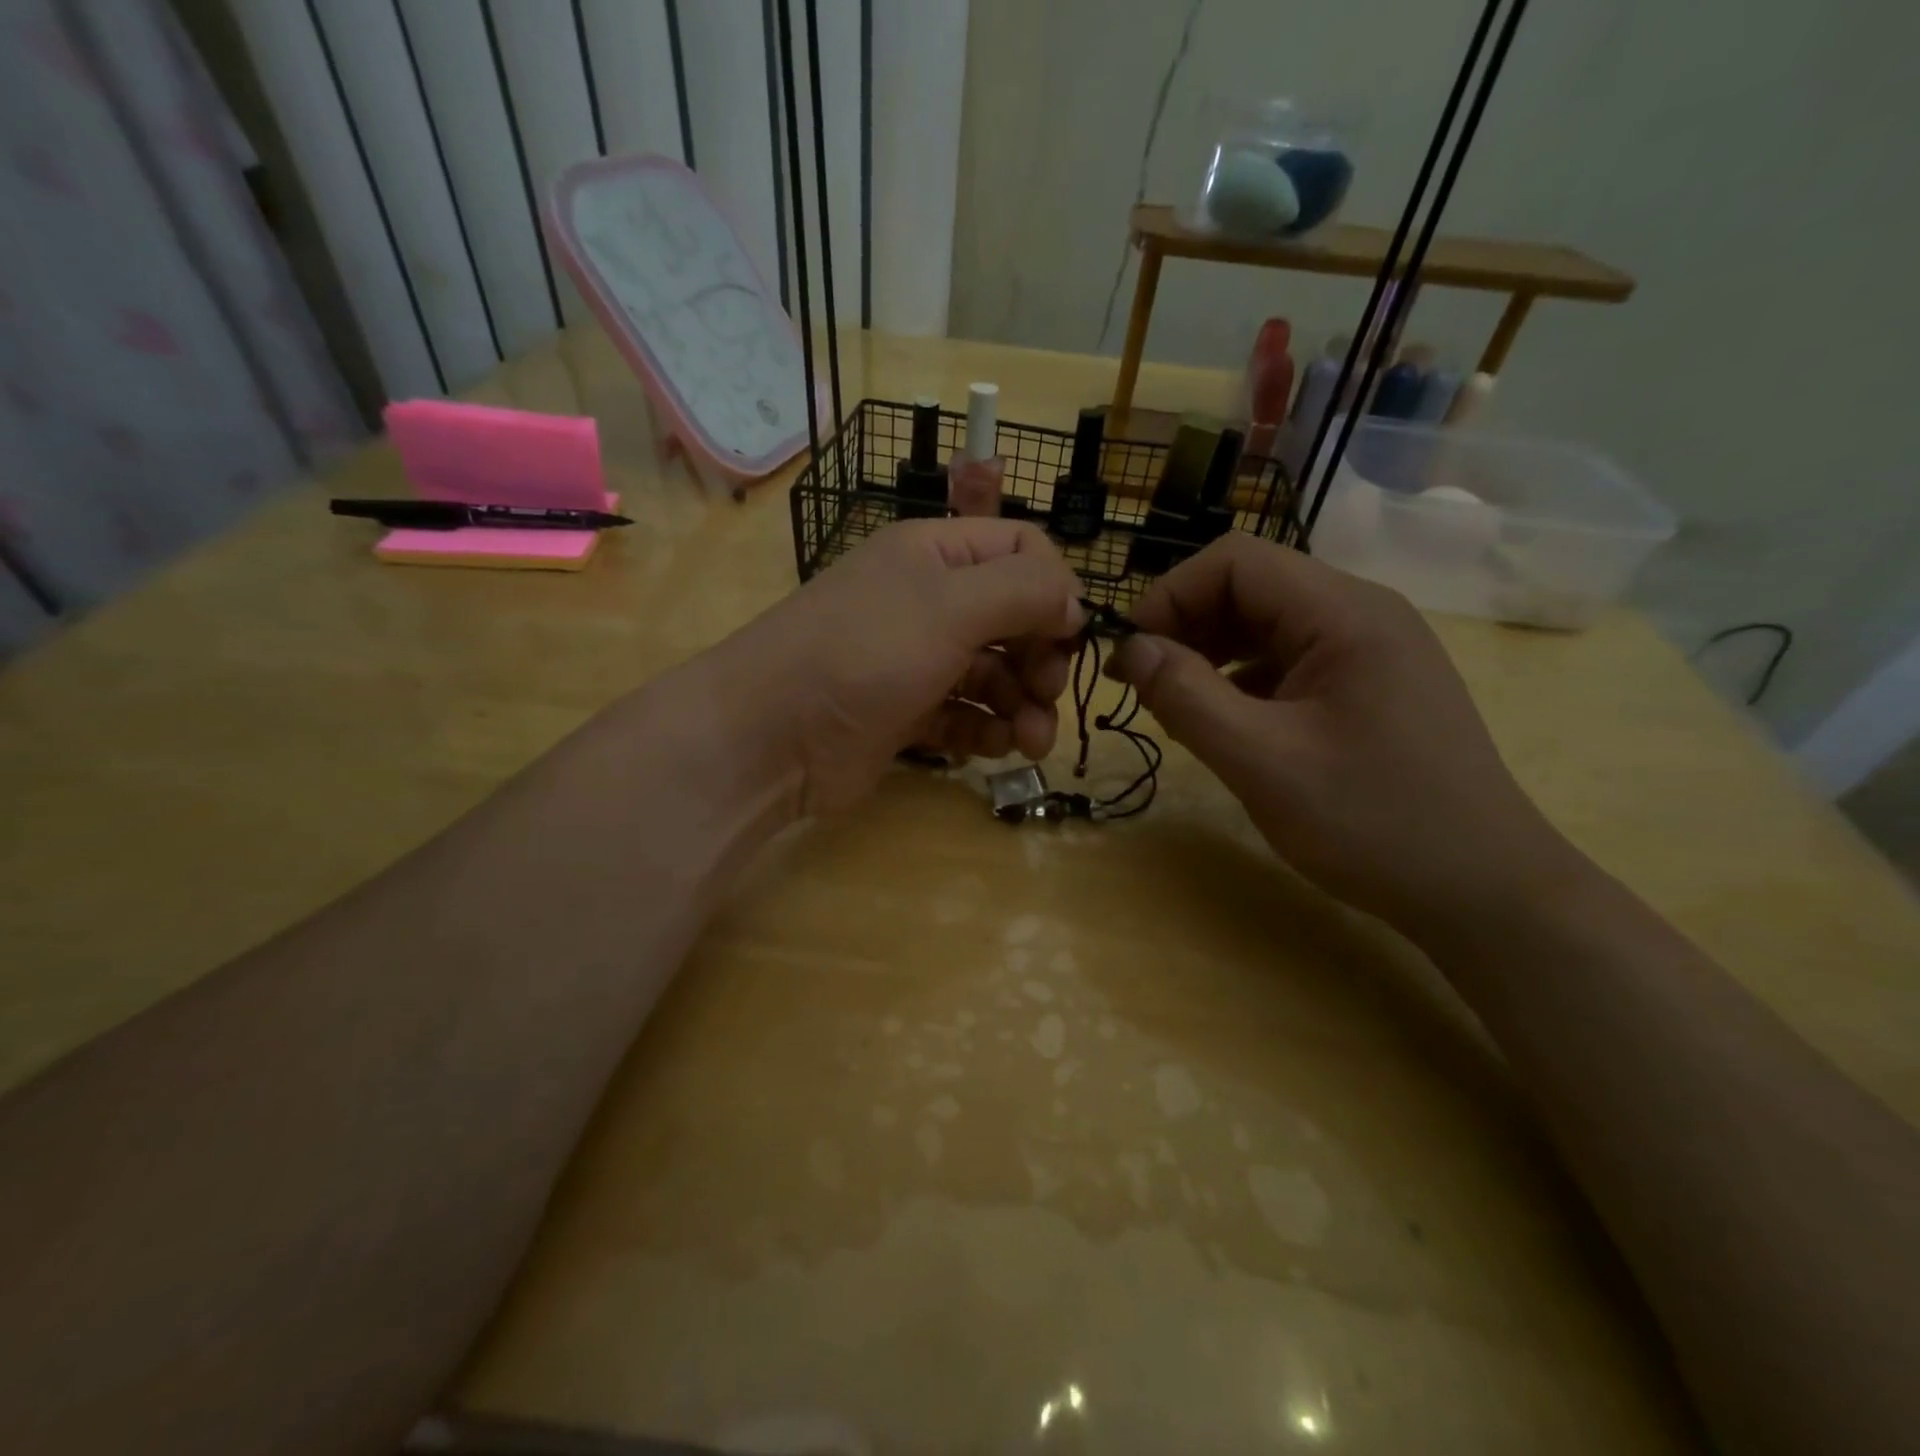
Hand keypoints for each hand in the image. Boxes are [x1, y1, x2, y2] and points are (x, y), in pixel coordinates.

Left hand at [720, 519, 1084, 814]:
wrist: (772, 736)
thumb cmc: (864, 653)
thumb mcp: (950, 605)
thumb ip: (1024, 591)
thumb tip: (1075, 602)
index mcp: (935, 555)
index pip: (1019, 550)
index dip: (1053, 589)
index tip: (1069, 635)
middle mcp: (929, 602)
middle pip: (1013, 619)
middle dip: (1040, 658)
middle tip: (1046, 695)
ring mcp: (916, 661)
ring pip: (994, 675)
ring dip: (1023, 706)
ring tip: (1031, 742)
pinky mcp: (907, 714)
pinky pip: (965, 716)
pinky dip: (986, 731)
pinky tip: (994, 748)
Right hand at [1108, 534, 1579, 934]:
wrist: (1485, 890)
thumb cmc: (1374, 823)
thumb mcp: (1263, 763)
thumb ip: (1188, 698)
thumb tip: (1130, 648)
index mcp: (1344, 613)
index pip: (1235, 561)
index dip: (1170, 595)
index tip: (1130, 654)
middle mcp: (1361, 613)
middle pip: (1251, 587)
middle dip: (1186, 626)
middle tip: (1141, 684)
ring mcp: (1370, 650)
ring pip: (1267, 625)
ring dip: (1210, 653)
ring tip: (1174, 705)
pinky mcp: (1369, 685)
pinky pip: (1290, 660)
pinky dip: (1243, 680)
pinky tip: (1225, 722)